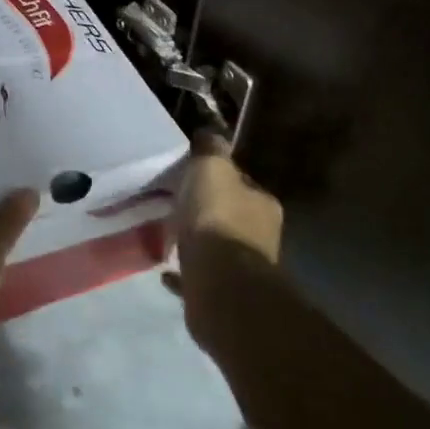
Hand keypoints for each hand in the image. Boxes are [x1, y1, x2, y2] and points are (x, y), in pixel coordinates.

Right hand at [167, 133, 284, 354]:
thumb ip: (211, 150)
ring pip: (217, 248)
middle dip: (208, 211)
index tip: (193, 175)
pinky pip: (200, 277)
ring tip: (170, 236)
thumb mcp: (211, 169)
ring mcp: (244, 269)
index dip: (219, 177)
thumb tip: (209, 133)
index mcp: (263, 204)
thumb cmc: (217, 219)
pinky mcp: (224, 295)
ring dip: (198, 242)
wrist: (220, 285)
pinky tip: (166, 271)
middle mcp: (260, 236)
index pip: (242, 183)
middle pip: (231, 215)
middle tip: (177, 205)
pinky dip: (185, 273)